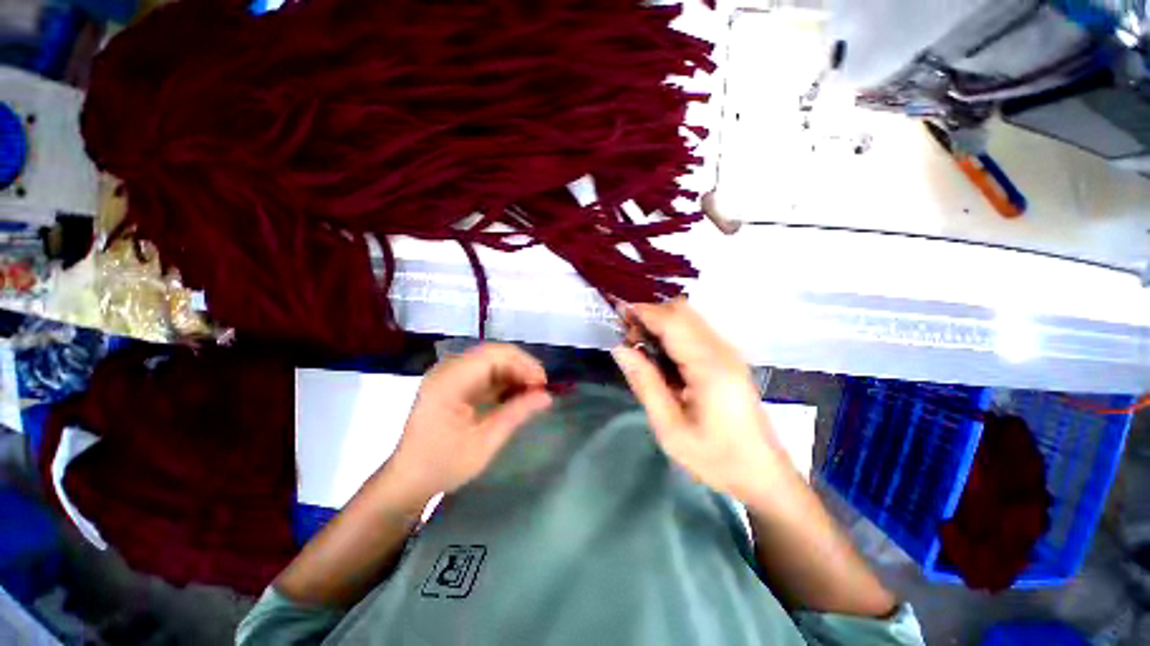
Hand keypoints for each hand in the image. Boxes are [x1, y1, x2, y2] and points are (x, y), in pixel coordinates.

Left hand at [387, 344, 552, 501]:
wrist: (407, 481)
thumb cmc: (443, 466)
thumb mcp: (485, 442)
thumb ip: (517, 413)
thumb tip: (547, 396)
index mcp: (450, 382)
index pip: (493, 356)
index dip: (522, 364)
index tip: (542, 385)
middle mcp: (447, 370)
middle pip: (493, 354)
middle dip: (521, 367)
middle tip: (540, 388)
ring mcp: (448, 375)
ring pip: (490, 361)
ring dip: (513, 373)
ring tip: (531, 392)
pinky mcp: (452, 383)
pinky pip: (483, 372)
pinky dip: (501, 381)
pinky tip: (513, 395)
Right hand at [612, 300, 789, 502]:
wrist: (763, 474)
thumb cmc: (715, 458)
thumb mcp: (669, 428)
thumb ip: (644, 383)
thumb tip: (620, 348)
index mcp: (709, 366)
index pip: (672, 321)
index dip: (642, 312)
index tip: (616, 315)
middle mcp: (722, 350)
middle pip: (682, 311)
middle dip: (650, 316)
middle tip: (628, 341)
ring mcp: (728, 352)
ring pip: (688, 318)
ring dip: (660, 323)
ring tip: (641, 349)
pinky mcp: (728, 358)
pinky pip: (694, 332)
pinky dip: (672, 333)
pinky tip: (661, 357)